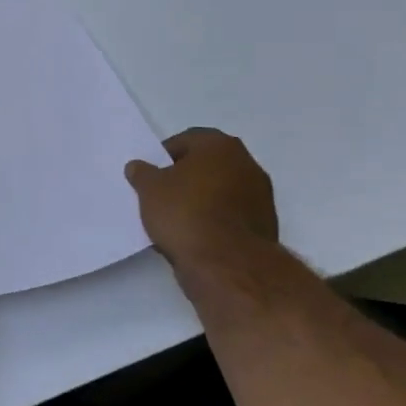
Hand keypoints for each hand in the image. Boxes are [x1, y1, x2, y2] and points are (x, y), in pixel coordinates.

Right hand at [125, 129, 278, 280]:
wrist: (227, 264)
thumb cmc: (185, 213)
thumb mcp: (149, 189)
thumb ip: (142, 173)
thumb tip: (139, 166)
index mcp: (219, 145)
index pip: (185, 141)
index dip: (163, 157)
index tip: (151, 176)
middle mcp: (246, 163)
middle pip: (206, 165)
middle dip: (185, 178)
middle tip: (162, 195)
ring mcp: (261, 196)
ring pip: (220, 191)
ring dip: (201, 201)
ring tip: (177, 221)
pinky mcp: (266, 225)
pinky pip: (231, 215)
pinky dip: (216, 221)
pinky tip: (196, 237)